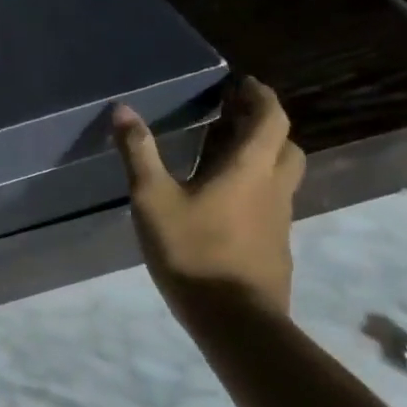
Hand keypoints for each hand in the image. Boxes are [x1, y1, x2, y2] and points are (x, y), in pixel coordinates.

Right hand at [112, 76, 305, 315]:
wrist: (236, 322)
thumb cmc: (193, 251)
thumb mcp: (152, 199)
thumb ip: (139, 153)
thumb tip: (123, 109)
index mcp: (249, 169)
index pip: (271, 119)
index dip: (260, 97)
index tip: (243, 84)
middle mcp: (273, 188)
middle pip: (284, 145)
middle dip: (263, 125)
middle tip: (233, 117)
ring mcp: (279, 220)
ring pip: (280, 176)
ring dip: (261, 156)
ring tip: (225, 155)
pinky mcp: (275, 247)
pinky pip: (271, 203)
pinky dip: (255, 188)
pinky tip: (224, 203)